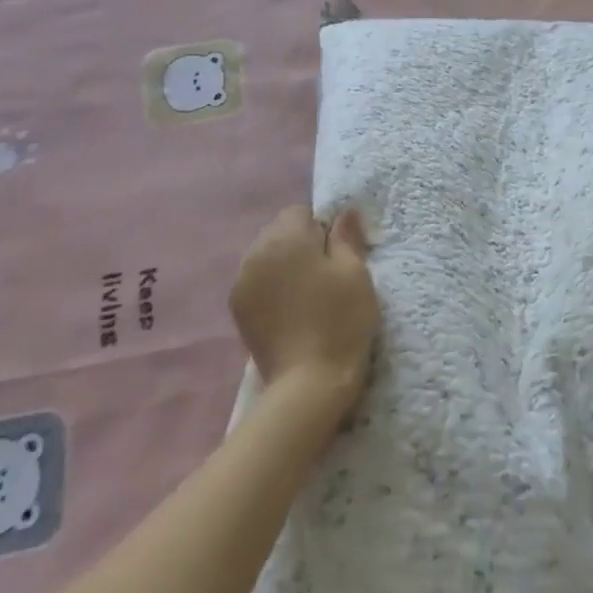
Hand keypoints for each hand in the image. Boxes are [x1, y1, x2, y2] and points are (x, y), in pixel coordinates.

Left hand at [229, 206, 380, 418]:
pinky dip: (270, 288)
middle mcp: (256, 251)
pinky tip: (289, 312)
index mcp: (285, 237)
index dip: (321, 230)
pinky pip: (256, 282)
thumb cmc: (340, 320)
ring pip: (266, 257)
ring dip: (283, 266)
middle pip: (279, 232)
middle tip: (324, 277)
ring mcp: (242, 281)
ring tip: (306, 296)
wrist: (309, 381)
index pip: (300, 212)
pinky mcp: (237, 308)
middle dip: (300, 245)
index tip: (337, 256)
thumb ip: (346, 237)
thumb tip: (344, 211)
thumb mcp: (355, 273)